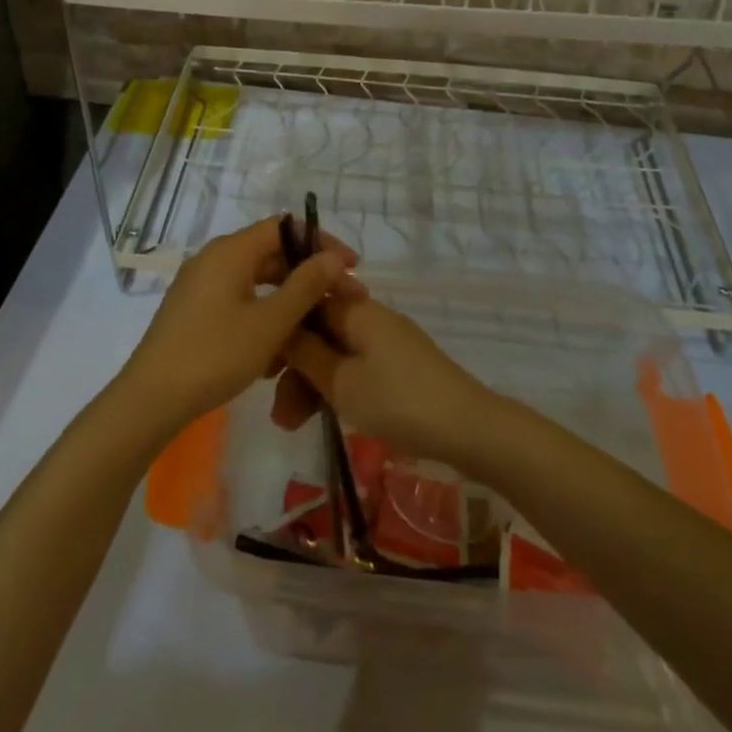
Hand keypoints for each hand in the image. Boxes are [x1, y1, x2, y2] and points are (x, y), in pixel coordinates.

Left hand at [118, 216, 362, 438]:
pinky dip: (262, 313)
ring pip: (255, 280)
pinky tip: (277, 348)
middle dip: (307, 275)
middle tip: (338, 302)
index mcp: (231, 250)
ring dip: (286, 300)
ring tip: (312, 330)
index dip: (320, 243)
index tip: (350, 267)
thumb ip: (306, 285)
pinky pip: (237, 298)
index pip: (285, 227)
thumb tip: (334, 257)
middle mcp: (213, 257)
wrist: (152, 398)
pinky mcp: (193, 309)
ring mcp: (200, 283)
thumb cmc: (216, 354)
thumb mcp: (271, 322)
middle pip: (270, 252)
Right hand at [273, 296, 494, 465]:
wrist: (469, 428)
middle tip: (277, 411)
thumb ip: (306, 354)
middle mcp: (370, 317)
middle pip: (319, 332)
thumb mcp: (342, 382)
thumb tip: (281, 327)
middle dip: (294, 367)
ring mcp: (387, 341)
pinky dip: (336, 387)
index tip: (262, 365)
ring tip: (291, 425)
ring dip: (312, 384)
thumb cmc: (398, 401)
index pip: (306, 302)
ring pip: (336, 353)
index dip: (280, 330)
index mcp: (356, 310)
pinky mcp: (399, 365)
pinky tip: (323, 416)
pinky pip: (355, 367)